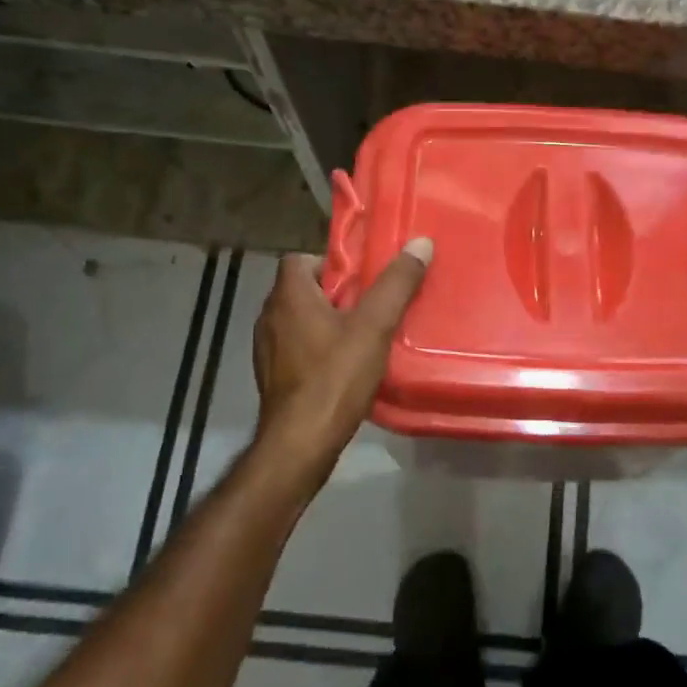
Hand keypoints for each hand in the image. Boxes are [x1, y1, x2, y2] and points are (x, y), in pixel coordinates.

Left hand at [250, 239, 433, 495]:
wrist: (300, 443)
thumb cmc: (335, 377)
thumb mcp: (374, 326)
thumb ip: (396, 284)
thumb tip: (420, 243)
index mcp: (288, 296)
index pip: (300, 259)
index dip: (331, 262)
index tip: (362, 277)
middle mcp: (269, 316)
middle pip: (302, 289)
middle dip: (336, 293)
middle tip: (371, 304)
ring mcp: (266, 349)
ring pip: (300, 320)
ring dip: (327, 321)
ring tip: (362, 334)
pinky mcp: (272, 376)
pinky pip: (296, 347)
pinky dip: (317, 347)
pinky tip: (344, 365)